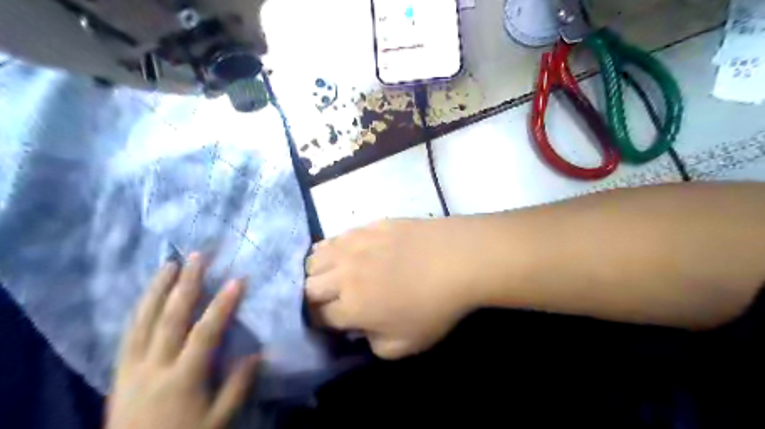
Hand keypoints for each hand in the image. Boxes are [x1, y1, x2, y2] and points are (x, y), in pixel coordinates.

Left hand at [105, 255, 259, 428]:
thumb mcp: (218, 421)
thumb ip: (237, 387)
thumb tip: (257, 353)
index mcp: (182, 378)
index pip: (205, 333)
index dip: (223, 305)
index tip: (238, 279)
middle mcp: (154, 366)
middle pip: (170, 318)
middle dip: (186, 284)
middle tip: (197, 256)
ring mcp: (132, 366)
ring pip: (143, 320)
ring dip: (157, 289)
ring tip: (169, 264)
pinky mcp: (119, 371)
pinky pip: (128, 333)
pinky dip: (139, 309)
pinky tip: (147, 295)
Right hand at [304, 220, 475, 359]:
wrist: (456, 259)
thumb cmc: (434, 307)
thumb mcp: (404, 345)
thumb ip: (373, 344)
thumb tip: (359, 330)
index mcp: (350, 307)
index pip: (318, 316)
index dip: (321, 322)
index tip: (332, 323)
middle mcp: (343, 275)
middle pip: (309, 286)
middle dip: (314, 298)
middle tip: (331, 300)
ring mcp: (353, 247)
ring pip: (315, 258)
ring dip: (318, 271)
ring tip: (333, 274)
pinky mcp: (367, 227)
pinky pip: (336, 237)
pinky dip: (332, 248)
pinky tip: (345, 252)